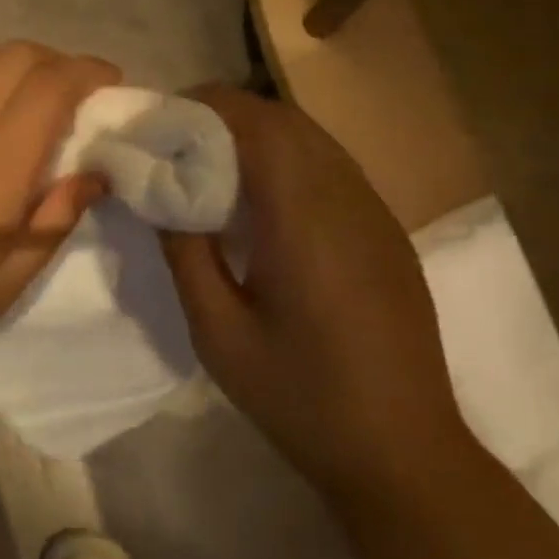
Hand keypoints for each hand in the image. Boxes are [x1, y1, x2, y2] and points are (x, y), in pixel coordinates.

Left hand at [0, 43, 117, 393]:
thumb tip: (94, 174)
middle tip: (74, 93)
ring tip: (26, 92)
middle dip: (57, 62)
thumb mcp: (4, 286)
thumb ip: (54, 221)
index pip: (52, 85)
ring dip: (12, 62)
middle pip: (15, 57)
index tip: (110, 85)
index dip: (89, 72)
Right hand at [158, 85, 465, 484]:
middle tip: (172, 138)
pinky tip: (260, 199)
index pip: (257, 125)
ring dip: (257, 134)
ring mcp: (375, 213)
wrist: (401, 450)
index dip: (203, 108)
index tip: (157, 119)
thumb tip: (159, 195)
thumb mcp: (219, 334)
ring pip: (312, 139)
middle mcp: (348, 200)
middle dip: (224, 115)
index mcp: (305, 221)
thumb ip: (185, 254)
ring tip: (207, 161)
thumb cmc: (300, 398)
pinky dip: (287, 160)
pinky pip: (331, 168)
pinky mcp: (386, 232)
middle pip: (286, 121)